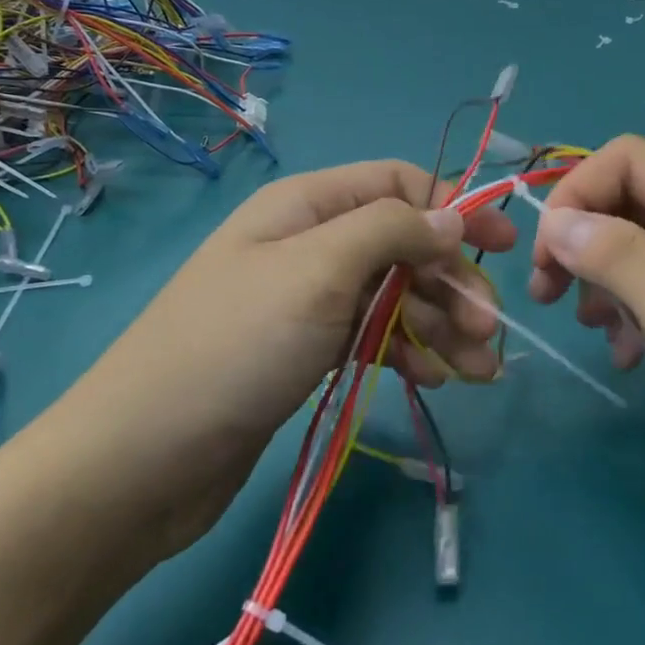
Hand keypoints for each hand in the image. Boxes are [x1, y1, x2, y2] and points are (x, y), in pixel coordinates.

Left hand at [144, 158, 518, 433]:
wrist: (142, 460)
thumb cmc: (235, 346)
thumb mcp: (318, 270)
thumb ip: (391, 231)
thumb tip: (452, 214)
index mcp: (306, 206)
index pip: (397, 184)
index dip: (454, 207)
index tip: (502, 245)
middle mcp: (310, 244)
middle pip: (402, 245)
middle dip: (451, 281)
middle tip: (490, 330)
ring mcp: (307, 301)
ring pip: (393, 296)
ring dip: (440, 325)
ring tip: (480, 369)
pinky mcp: (306, 352)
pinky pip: (372, 338)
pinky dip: (407, 352)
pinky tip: (435, 379)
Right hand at [527, 136, 644, 542]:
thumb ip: (624, 263)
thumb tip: (559, 222)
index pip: (633, 160)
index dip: (580, 193)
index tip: (547, 256)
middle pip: (634, 198)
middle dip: (583, 236)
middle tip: (548, 294)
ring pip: (641, 243)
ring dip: (602, 276)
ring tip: (591, 328)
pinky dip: (630, 310)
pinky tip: (626, 355)